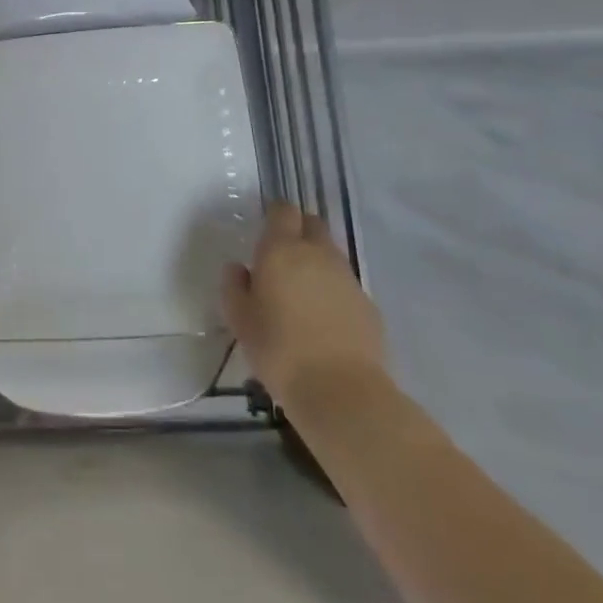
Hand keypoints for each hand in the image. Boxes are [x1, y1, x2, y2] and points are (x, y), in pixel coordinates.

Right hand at [222, 202, 388, 415]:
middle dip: (299, 230)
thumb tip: (239, 268)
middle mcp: (317, 254)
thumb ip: (234, 286)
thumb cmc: (279, 349)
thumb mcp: (239, 319)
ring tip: (301, 291)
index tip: (265, 229)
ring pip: (331, 254)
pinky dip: (333, 290)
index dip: (275, 215)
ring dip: (316, 261)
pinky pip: (345, 284)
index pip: (283, 211)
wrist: (341, 391)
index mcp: (281, 250)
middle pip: (312, 224)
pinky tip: (323, 318)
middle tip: (282, 255)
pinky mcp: (368, 304)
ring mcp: (347, 278)